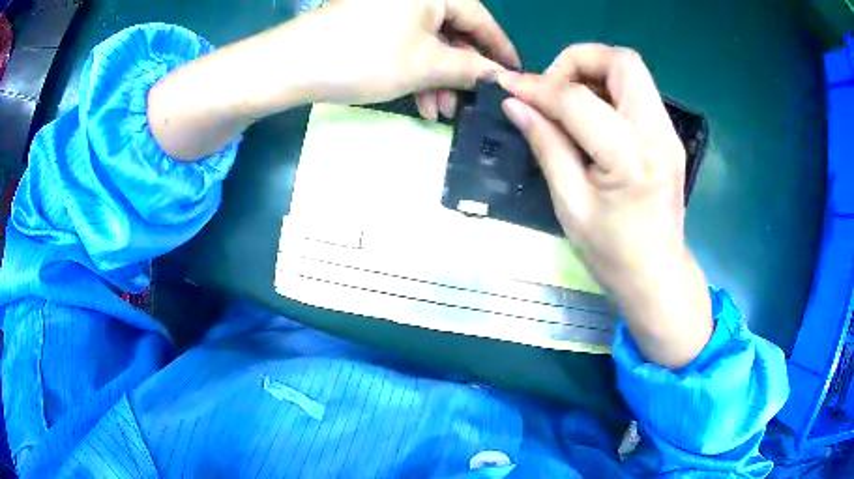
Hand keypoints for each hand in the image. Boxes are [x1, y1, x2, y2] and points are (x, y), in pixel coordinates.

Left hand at [149, 0, 517, 159]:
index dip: (500, 51)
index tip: (516, 76)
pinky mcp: (371, 23)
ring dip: (438, 78)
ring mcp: (390, 8)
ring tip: (441, 112)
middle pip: (454, 32)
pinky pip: (406, 45)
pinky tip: (419, 101)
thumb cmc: (364, 58)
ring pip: (429, 43)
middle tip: (472, 104)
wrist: (291, 65)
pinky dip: (415, 72)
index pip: (481, 20)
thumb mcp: (425, 65)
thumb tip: (501, 76)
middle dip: (462, 72)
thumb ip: (470, 68)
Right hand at [498, 45, 711, 367]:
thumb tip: (516, 105)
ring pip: (632, 70)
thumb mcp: (571, 205)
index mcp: (631, 159)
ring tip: (567, 101)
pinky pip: (637, 91)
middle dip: (577, 60)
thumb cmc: (613, 255)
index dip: (538, 87)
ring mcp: (669, 133)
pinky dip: (608, 89)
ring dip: (593, 72)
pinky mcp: (669, 136)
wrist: (659, 277)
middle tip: (551, 89)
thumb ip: (546, 146)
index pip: (578, 99)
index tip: (507, 86)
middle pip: (622, 60)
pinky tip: (591, 116)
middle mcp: (658, 134)